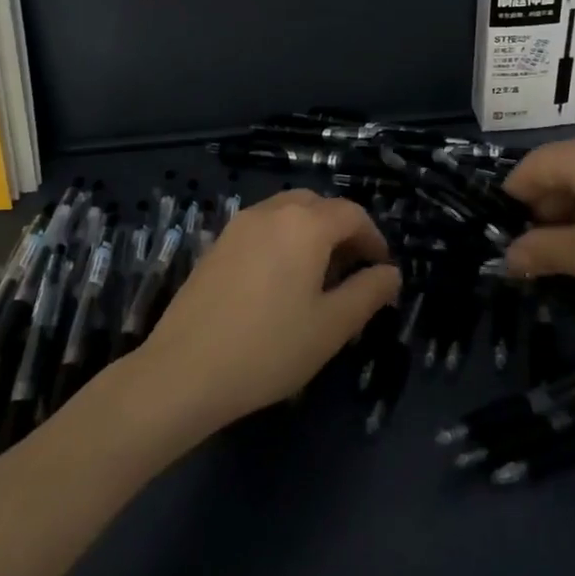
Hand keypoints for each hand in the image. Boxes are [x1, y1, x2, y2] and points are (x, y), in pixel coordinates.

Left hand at [135, 191, 401, 432]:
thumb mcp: (332, 326)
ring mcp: (238, 225)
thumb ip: (368, 293)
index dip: (374, 238)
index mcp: (305, 224)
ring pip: (287, 212)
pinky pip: (262, 227)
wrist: (183, 371)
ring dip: (311, 233)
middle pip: (318, 205)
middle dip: (342, 230)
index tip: (381, 270)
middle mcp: (272, 212)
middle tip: (352, 270)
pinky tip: (279, 283)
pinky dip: (282, 240)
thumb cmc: (269, 348)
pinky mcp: (216, 244)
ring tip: (317, 277)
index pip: (352, 214)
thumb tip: (391, 273)